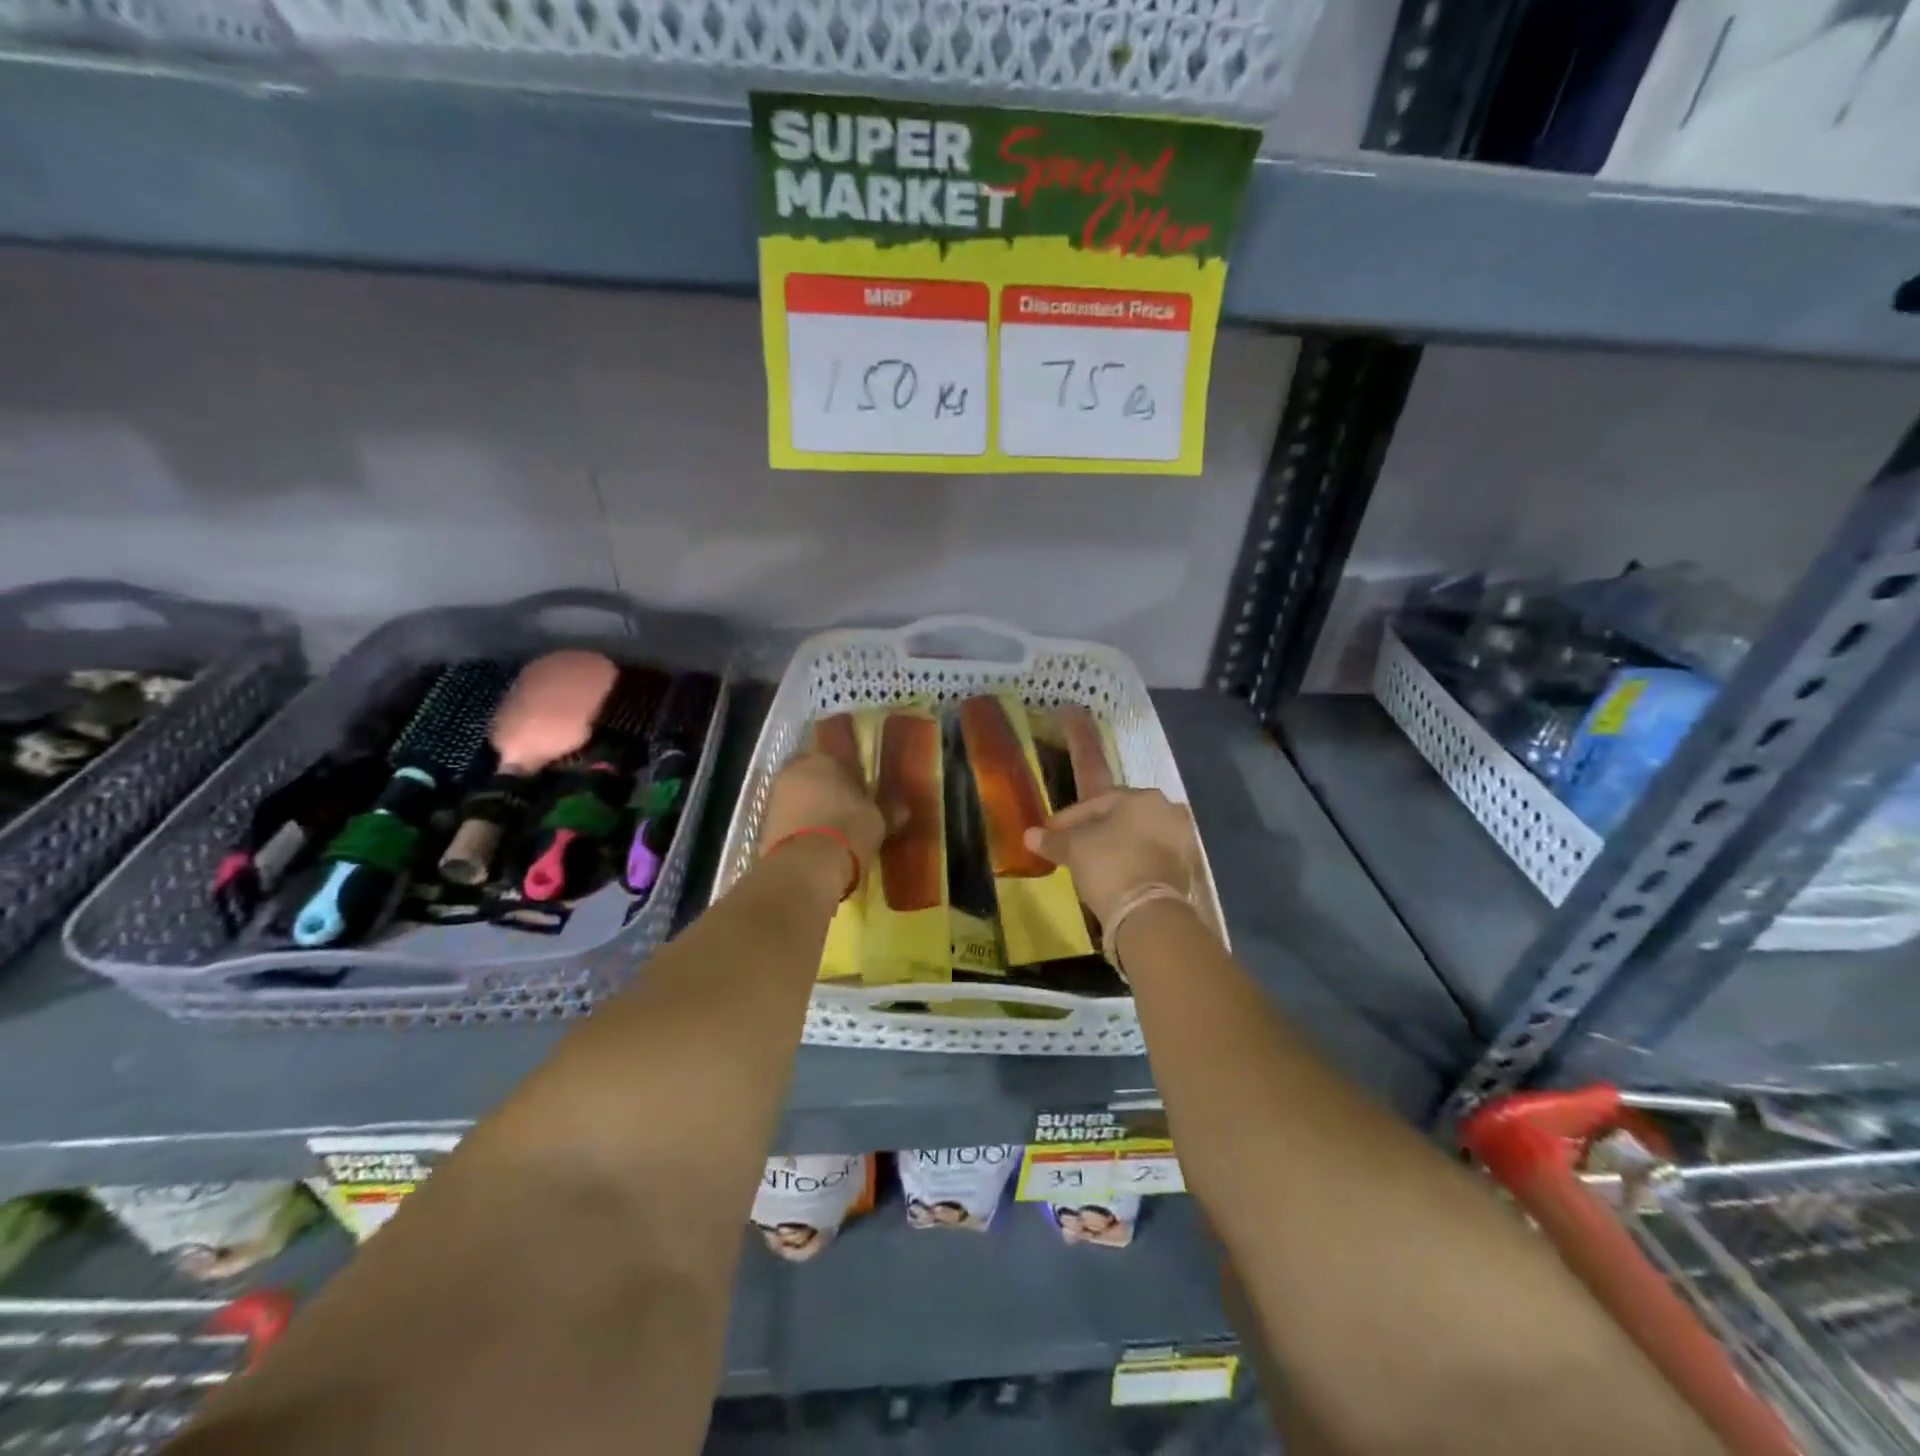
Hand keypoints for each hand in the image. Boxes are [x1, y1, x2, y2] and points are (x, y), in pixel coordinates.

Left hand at [761, 751, 886, 890]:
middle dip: (826, 790)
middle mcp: (795, 770)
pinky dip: (798, 828)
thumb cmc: (848, 829)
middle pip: (814, 776)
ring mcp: (775, 797)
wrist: (805, 866)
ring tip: (829, 831)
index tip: (860, 790)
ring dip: (810, 809)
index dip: (850, 774)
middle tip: (844, 810)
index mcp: (824, 759)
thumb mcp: (877, 820)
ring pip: (798, 797)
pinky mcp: (763, 825)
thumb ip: (889, 811)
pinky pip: (787, 820)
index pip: (838, 757)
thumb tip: (904, 809)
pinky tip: (813, 845)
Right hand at [1023, 789, 1196, 932]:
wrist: (1149, 913)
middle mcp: (1167, 810)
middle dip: (1094, 830)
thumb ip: (1053, 840)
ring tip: (1091, 862)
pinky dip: (1131, 862)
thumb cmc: (1109, 866)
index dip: (1067, 819)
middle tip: (1071, 846)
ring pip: (1137, 837)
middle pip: (1120, 818)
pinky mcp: (1187, 868)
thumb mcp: (1074, 849)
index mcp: (1141, 797)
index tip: (1049, 833)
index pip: (1096, 803)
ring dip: (1114, 846)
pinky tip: (1114, 875)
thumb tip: (1029, 835)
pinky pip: (1151, 857)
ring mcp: (1182, 839)